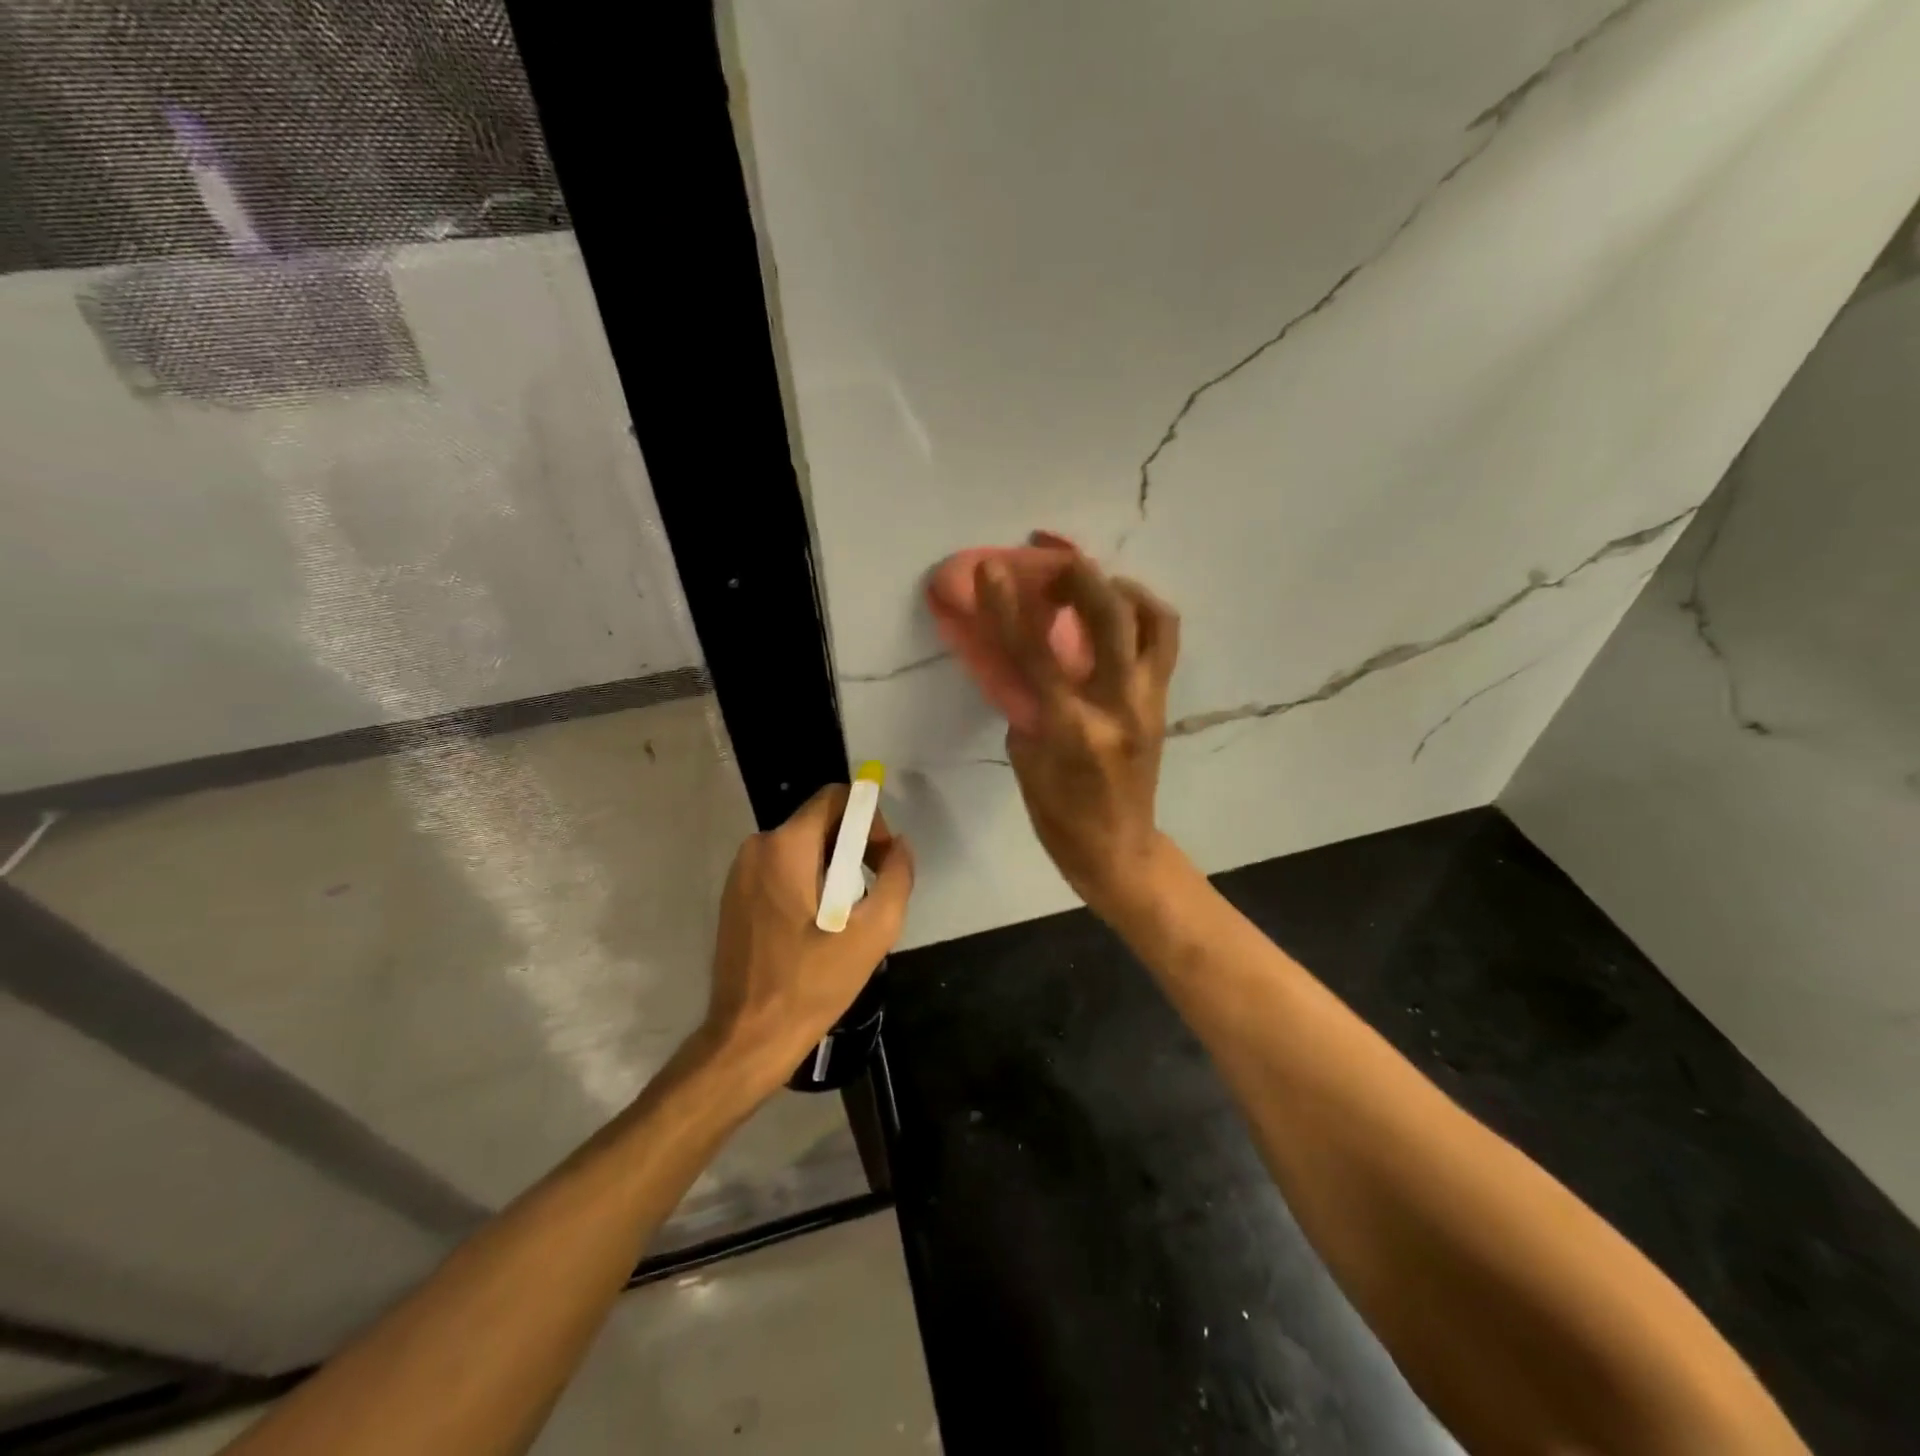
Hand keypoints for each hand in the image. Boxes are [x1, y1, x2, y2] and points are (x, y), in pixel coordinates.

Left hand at [703, 784, 914, 1087]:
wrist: (749, 1037)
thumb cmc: (811, 983)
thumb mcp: (872, 932)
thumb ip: (897, 878)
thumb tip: (900, 847)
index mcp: (785, 847)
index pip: (835, 798)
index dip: (869, 819)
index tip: (880, 860)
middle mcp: (757, 847)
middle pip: (820, 823)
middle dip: (854, 848)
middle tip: (870, 895)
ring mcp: (741, 872)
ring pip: (803, 848)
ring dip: (833, 870)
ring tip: (847, 918)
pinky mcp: (736, 896)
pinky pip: (783, 869)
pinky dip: (808, 883)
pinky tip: (819, 927)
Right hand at [978, 538, 1179, 916]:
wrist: (1118, 846)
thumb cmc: (1060, 813)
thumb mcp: (1026, 758)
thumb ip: (1025, 701)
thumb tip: (1022, 655)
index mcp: (1073, 729)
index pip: (1036, 655)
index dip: (1010, 608)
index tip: (991, 570)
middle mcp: (1119, 706)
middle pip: (1110, 618)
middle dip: (1080, 576)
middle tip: (1052, 563)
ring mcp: (1149, 701)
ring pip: (1154, 620)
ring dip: (1121, 587)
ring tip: (1094, 582)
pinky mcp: (1164, 700)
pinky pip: (1163, 639)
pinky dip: (1141, 612)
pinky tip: (1116, 612)